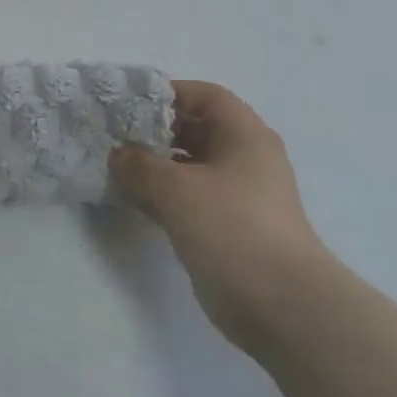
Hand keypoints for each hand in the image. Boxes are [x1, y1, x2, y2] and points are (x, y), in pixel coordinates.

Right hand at [110, 81, 328, 348]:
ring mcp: (238, 195)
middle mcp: (245, 158)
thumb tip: (119, 154)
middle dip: (157, 130)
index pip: (206, 96)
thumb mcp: (177, 188)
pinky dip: (164, 195)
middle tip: (116, 136)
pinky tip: (133, 199)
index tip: (131, 104)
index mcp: (244, 135)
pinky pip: (191, 198)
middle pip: (198, 129)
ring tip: (117, 168)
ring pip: (191, 167)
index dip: (169, 94)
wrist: (279, 302)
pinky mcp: (228, 227)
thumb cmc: (231, 227)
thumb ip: (141, 165)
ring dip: (157, 166)